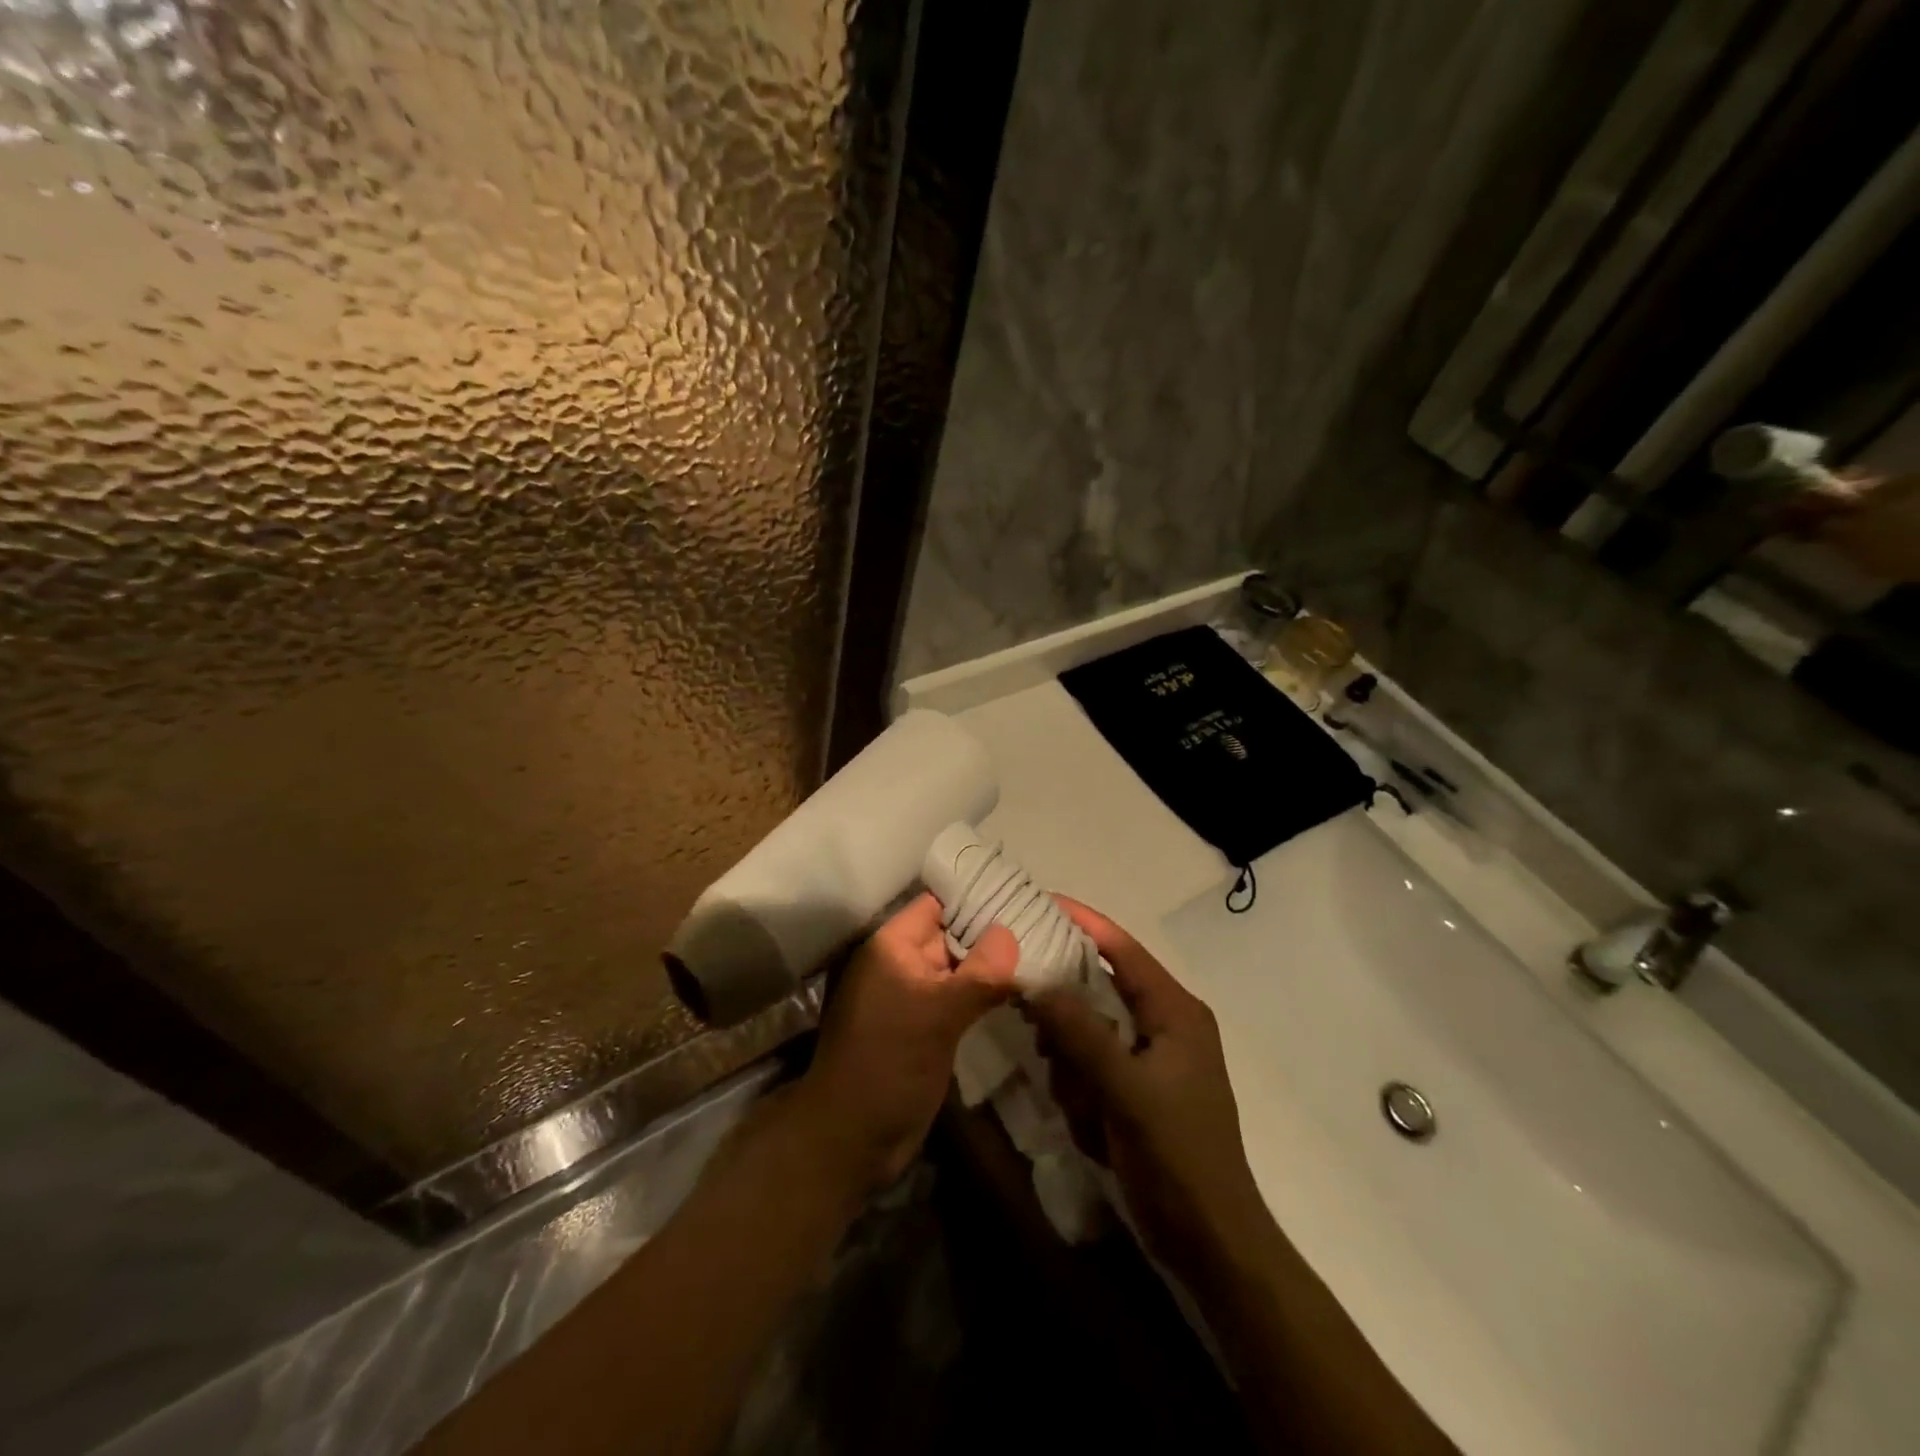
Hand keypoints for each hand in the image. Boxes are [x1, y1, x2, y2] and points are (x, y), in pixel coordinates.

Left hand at [792, 893, 1019, 1191]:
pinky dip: (984, 993)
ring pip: (959, 969)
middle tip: (1046, 926)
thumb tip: (1012, 933)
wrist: (852, 1141)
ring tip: (1044, 954)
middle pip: (952, 935)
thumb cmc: (887, 1065)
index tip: (1024, 898)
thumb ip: (978, 974)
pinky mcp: (925, 1027)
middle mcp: (901, 964)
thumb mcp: (936, 1015)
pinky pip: (958, 999)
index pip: (938, 905)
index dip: (976, 899)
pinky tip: (1022, 991)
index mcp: (892, 947)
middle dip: (992, 932)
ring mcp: (914, 997)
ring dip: (992, 966)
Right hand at [1025, 898, 1271, 1280]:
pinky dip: (1083, 1081)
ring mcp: (1155, 1057)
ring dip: (1074, 1055)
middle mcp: (1167, 1023)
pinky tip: (1083, 1115)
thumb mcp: (1125, 1089)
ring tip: (1071, 1090)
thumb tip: (1038, 981)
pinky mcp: (1142, 1088)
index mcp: (1176, 1011)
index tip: (1041, 902)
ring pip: (1095, 1029)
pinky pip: (1098, 1063)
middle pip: (1105, 986)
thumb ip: (1081, 1032)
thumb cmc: (1176, 1154)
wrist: (1212, 1239)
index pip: (1124, 950)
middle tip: (1026, 1004)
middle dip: (1068, 1004)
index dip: (1085, 923)